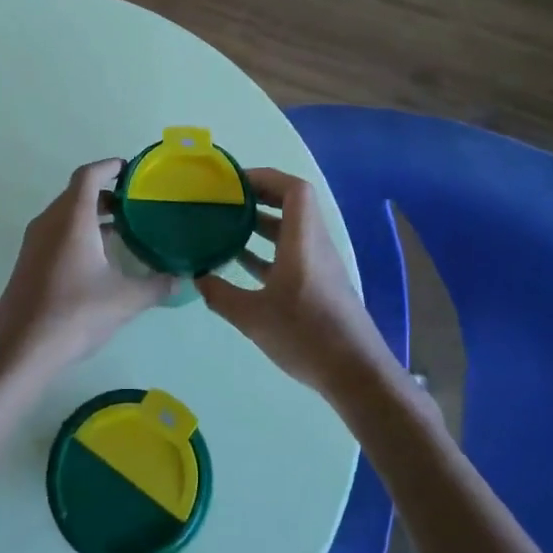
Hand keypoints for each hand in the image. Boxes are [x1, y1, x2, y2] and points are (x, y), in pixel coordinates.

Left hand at [0, 159, 174, 396]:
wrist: (20, 349)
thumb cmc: (75, 314)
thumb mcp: (125, 300)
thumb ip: (157, 285)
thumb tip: (182, 279)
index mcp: (72, 219)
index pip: (89, 175)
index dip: (110, 167)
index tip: (131, 170)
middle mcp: (50, 222)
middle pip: (77, 193)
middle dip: (106, 194)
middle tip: (136, 205)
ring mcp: (35, 243)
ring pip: (65, 215)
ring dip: (92, 216)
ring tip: (123, 231)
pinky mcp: (28, 262)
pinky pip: (56, 234)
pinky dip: (79, 234)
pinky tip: (99, 260)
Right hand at [199, 168, 393, 395]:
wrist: (356, 374)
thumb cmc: (305, 335)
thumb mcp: (252, 316)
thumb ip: (220, 295)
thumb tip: (197, 277)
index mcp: (303, 240)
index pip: (293, 189)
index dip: (265, 177)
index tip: (233, 183)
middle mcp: (315, 245)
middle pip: (292, 204)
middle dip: (258, 197)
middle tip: (224, 200)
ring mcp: (319, 265)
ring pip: (291, 230)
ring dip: (262, 224)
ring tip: (226, 226)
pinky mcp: (319, 285)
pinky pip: (292, 253)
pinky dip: (268, 250)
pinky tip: (241, 264)